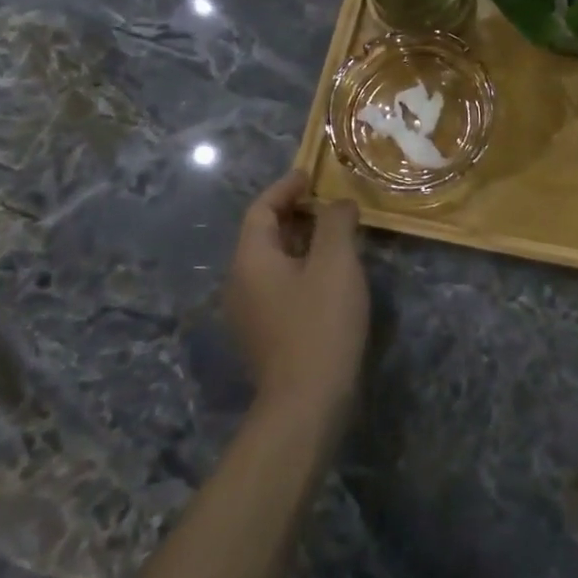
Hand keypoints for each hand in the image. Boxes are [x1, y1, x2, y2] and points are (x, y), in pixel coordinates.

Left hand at [224, 170, 370, 424]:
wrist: (306, 403)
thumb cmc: (320, 323)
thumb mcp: (335, 262)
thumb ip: (336, 223)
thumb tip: (338, 203)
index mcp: (250, 259)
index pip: (260, 209)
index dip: (286, 187)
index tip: (311, 174)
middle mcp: (240, 282)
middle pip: (263, 233)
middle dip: (295, 212)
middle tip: (329, 200)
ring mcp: (249, 312)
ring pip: (272, 260)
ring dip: (301, 239)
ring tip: (336, 231)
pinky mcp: (265, 334)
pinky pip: (279, 284)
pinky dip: (301, 265)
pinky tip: (330, 273)